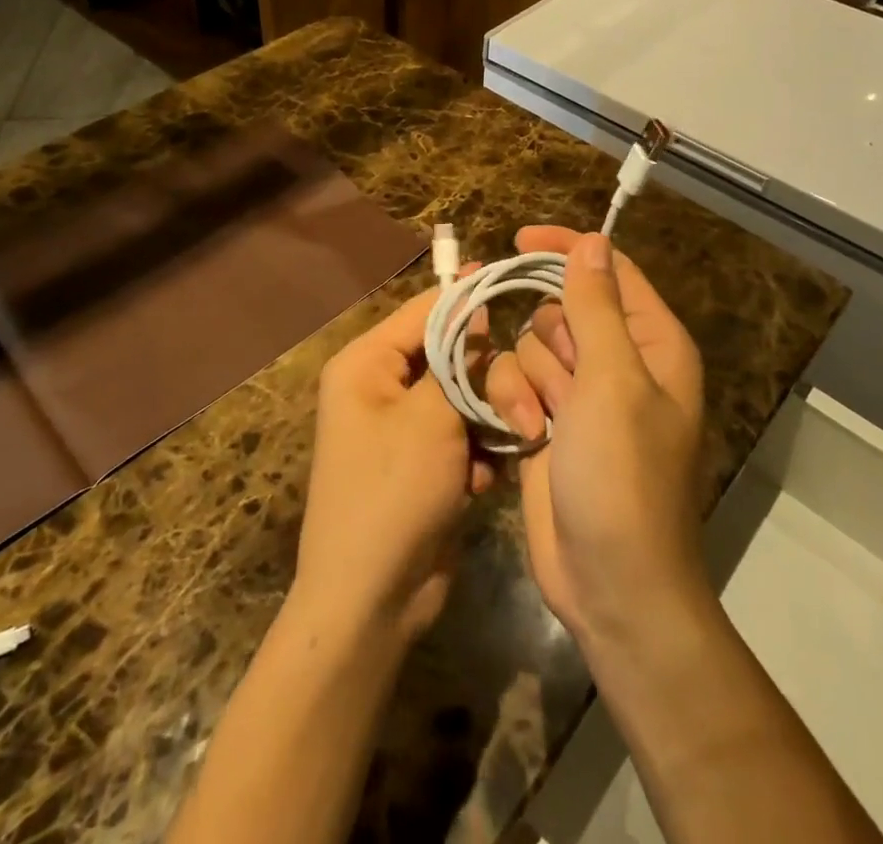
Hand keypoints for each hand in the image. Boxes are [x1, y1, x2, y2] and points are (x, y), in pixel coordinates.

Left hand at [293, 283, 493, 645]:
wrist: (372, 601)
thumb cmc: (393, 492)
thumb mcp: (430, 416)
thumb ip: (457, 358)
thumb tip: (474, 311)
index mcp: (366, 364)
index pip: (424, 310)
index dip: (466, 295)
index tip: (510, 281)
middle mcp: (380, 386)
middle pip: (448, 353)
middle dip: (482, 377)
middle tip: (515, 395)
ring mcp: (403, 427)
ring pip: (462, 395)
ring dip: (485, 420)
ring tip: (498, 446)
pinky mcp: (424, 462)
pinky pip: (462, 433)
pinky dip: (477, 452)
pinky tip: (481, 482)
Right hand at [486, 228, 708, 647]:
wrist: (609, 582)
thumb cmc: (622, 475)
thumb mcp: (611, 380)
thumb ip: (595, 305)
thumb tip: (591, 240)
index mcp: (651, 343)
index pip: (609, 270)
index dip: (567, 249)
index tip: (519, 239)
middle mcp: (618, 363)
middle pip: (562, 309)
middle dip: (548, 338)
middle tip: (561, 381)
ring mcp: (581, 396)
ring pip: (531, 347)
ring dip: (527, 380)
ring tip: (541, 424)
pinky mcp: (549, 425)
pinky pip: (516, 385)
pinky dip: (513, 405)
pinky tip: (523, 438)